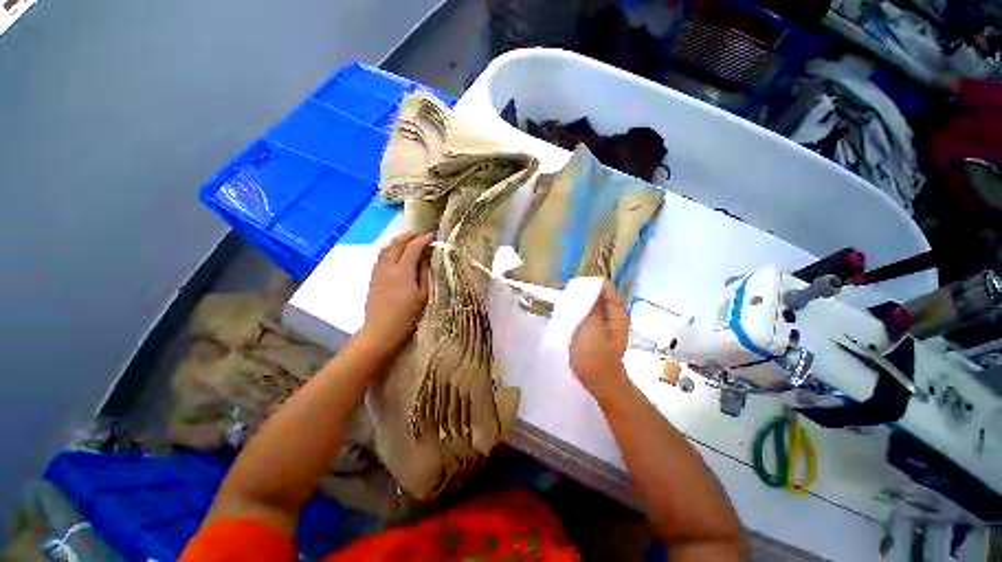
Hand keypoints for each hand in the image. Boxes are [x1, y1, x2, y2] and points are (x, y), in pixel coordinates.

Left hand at [362, 232, 433, 349]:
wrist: (381, 331)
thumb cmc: (407, 315)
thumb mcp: (423, 295)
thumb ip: (425, 273)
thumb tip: (427, 257)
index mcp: (403, 270)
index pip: (413, 247)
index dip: (423, 239)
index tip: (433, 236)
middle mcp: (388, 266)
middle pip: (397, 243)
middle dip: (410, 236)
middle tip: (422, 235)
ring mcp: (378, 271)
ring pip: (386, 248)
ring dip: (398, 241)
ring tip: (410, 243)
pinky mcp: (373, 278)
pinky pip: (381, 257)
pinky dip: (390, 250)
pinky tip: (397, 256)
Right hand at [570, 281, 630, 397]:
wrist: (599, 382)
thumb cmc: (595, 356)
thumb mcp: (591, 328)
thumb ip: (592, 306)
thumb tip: (589, 286)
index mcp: (616, 311)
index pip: (604, 286)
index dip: (589, 284)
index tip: (573, 290)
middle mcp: (613, 314)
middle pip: (598, 294)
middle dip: (582, 293)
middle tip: (566, 300)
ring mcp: (606, 323)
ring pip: (591, 305)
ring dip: (579, 304)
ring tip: (565, 308)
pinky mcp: (597, 331)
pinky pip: (588, 315)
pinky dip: (579, 313)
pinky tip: (568, 319)